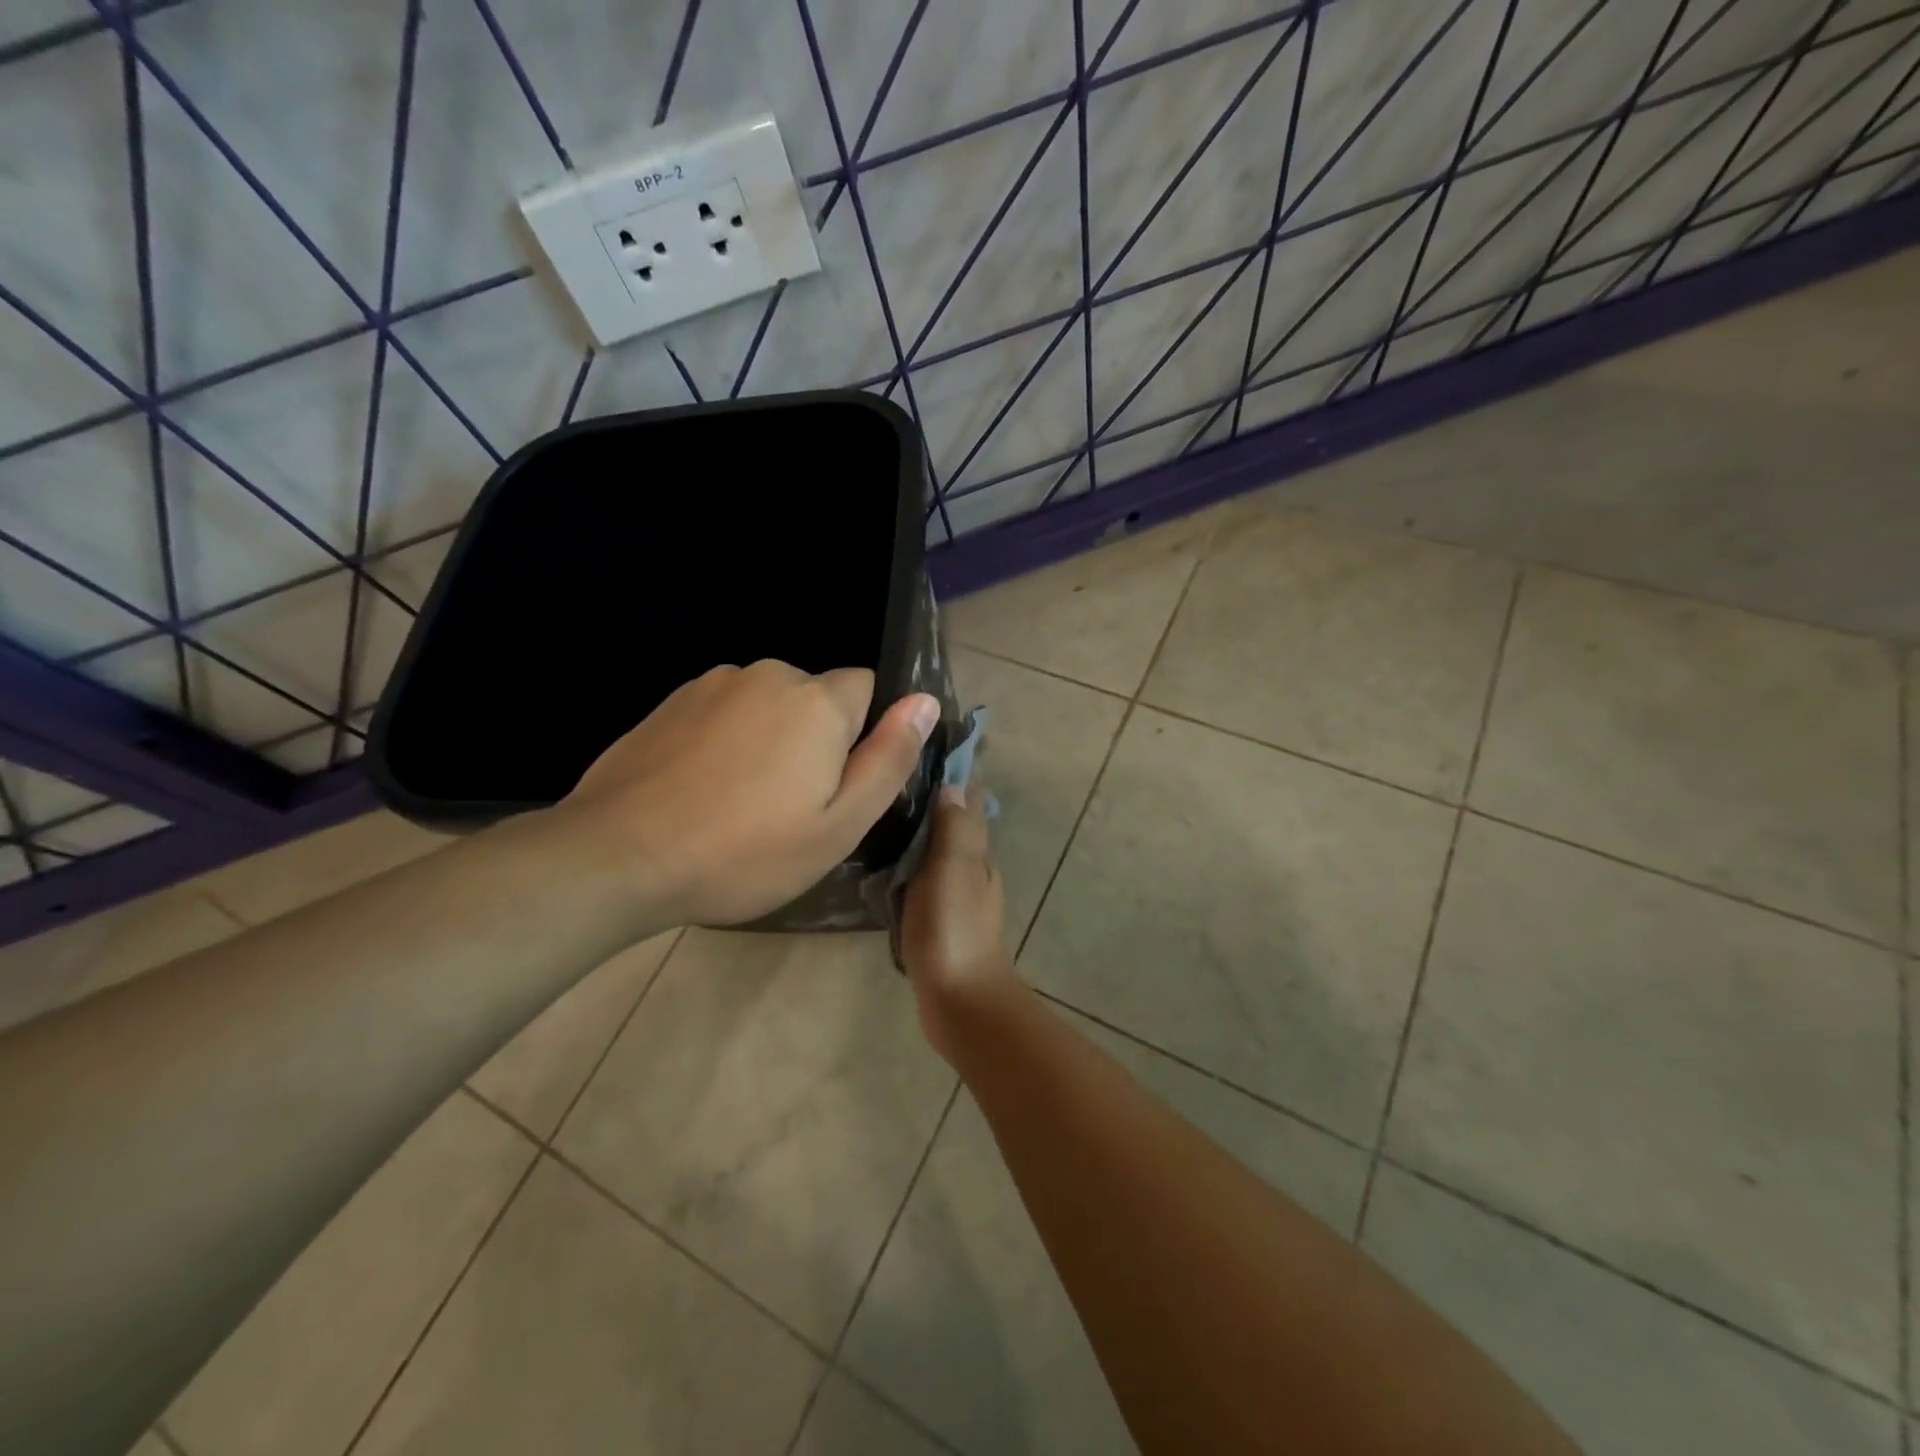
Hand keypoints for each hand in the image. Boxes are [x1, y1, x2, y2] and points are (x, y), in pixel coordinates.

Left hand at [562, 660, 938, 927]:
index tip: (838, 783)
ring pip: (768, 704)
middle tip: (790, 805)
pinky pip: (725, 711)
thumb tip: (925, 701)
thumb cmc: (745, 852)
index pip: (867, 688)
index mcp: (817, 702)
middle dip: (816, 738)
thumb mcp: (838, 825)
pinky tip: (703, 788)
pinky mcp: (672, 701)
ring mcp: (714, 684)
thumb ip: (889, 759)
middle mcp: (769, 675)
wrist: (619, 856)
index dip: (863, 734)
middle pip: (816, 697)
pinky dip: (727, 739)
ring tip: (741, 801)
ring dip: (770, 738)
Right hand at [900, 784, 1022, 1062]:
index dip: (955, 773)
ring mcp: (956, 896)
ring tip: (881, 814)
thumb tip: (953, 783)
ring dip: (919, 832)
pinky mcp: (939, 919)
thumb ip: (954, 827)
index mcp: (977, 852)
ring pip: (938, 851)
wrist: (960, 1000)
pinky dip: (910, 865)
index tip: (925, 748)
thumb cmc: (953, 928)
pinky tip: (885, 866)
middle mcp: (971, 868)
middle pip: (954, 822)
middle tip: (890, 778)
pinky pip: (923, 879)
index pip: (970, 800)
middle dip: (932, 798)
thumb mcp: (952, 869)